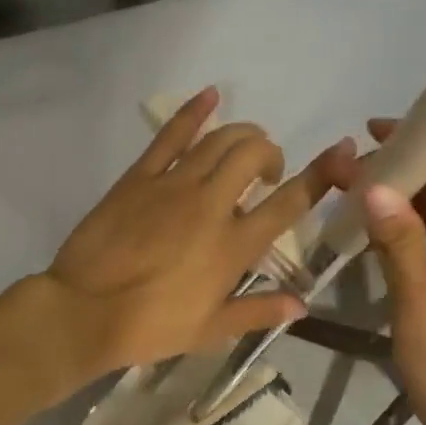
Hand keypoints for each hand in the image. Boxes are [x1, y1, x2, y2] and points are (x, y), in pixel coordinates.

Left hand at [44, 88, 353, 380]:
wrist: (84, 311)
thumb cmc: (151, 326)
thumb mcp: (211, 330)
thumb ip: (258, 312)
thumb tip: (301, 305)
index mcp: (235, 245)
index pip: (289, 202)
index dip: (320, 174)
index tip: (341, 153)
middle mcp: (212, 205)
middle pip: (255, 155)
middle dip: (270, 153)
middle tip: (265, 172)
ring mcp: (175, 185)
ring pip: (220, 139)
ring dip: (242, 134)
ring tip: (244, 147)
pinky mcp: (141, 176)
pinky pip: (171, 135)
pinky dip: (193, 111)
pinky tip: (210, 95)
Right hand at [335, 120, 425, 424]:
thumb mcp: (424, 316)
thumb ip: (401, 247)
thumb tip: (375, 186)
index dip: (422, 139)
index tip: (370, 132)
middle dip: (405, 169)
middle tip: (347, 167)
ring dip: (407, 201)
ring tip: (354, 192)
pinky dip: (415, 233)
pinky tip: (379, 234)